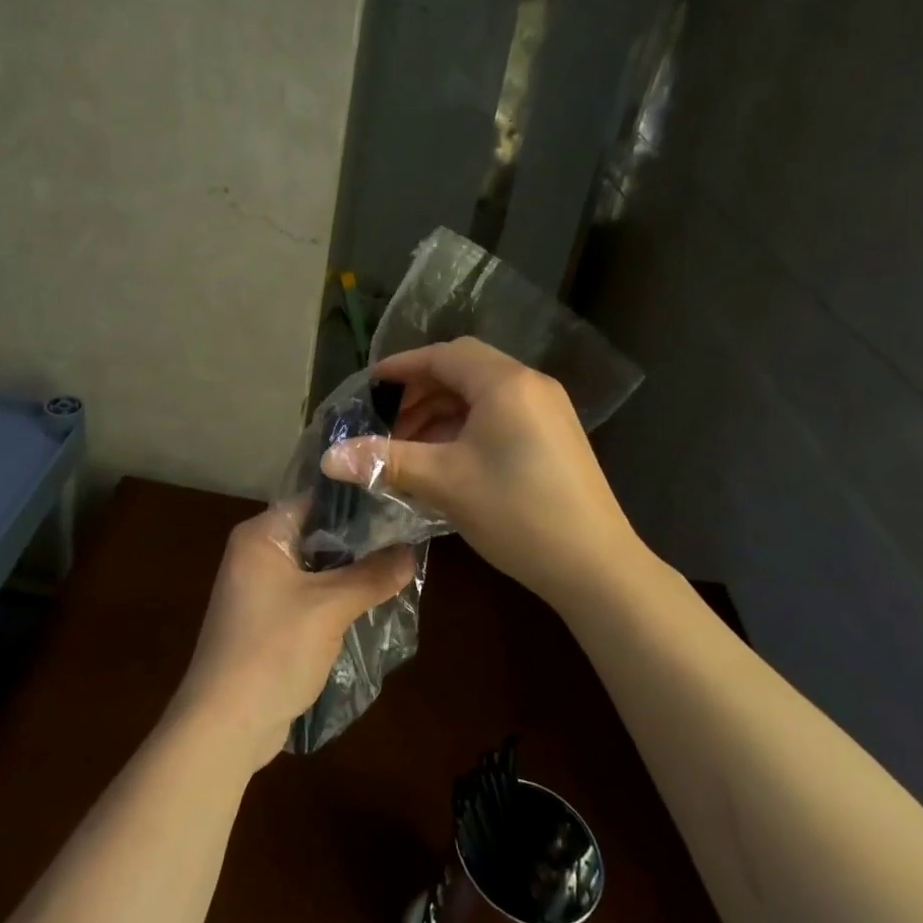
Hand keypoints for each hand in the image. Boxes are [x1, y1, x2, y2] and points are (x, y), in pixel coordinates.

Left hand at [166, 510, 414, 770]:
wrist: (225, 725)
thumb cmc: (273, 651)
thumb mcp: (330, 608)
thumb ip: (372, 576)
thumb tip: (412, 550)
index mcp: (260, 536)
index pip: (314, 500)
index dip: (356, 502)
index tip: (398, 504)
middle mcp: (256, 555)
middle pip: (316, 534)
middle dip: (359, 540)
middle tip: (408, 537)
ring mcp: (259, 590)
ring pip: (315, 568)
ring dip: (350, 572)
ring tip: (400, 566)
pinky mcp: (268, 622)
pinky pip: (309, 596)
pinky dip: (336, 598)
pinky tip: (373, 602)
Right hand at [320, 337, 641, 609]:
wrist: (595, 566)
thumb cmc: (516, 512)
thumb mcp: (443, 482)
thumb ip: (385, 461)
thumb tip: (327, 457)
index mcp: (504, 383)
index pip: (443, 356)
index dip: (402, 367)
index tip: (369, 386)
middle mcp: (530, 385)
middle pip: (464, 370)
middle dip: (421, 392)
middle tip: (388, 423)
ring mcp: (549, 410)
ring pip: (483, 394)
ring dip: (443, 411)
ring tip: (413, 446)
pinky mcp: (557, 436)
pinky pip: (502, 414)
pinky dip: (468, 426)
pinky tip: (449, 459)